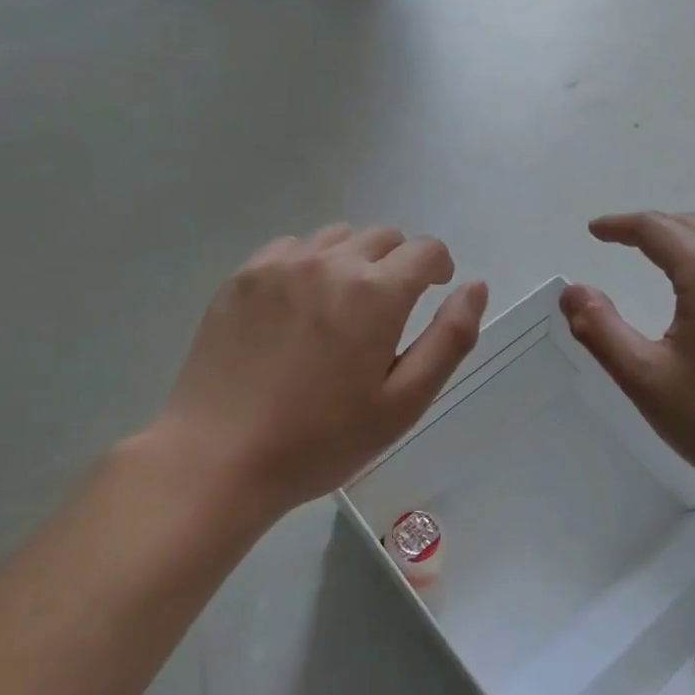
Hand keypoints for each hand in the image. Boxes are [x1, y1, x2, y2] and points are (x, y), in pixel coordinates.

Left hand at [145, 225, 488, 527]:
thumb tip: (475, 287)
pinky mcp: (243, 277)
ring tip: (343, 307)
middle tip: (389, 309)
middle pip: (383, 237)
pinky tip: (298, 307)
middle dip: (399, 263)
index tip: (434, 289)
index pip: (425, 250)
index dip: (439, 266)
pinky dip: (309, 264)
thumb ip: (450, 339)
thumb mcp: (403, 403)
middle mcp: (330, 263)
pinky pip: (291, 249)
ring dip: (354, 260)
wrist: (219, 457)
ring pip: (337, 238)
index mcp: (375, 293)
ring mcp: (280, 266)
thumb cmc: (322, 439)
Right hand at [562, 212, 694, 514]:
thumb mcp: (645, 379)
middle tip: (621, 243)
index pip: (657, 228)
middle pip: (693, 226)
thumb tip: (573, 290)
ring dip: (689, 239)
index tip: (595, 231)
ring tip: (663, 258)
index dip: (621, 225)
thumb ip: (600, 329)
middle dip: (653, 228)